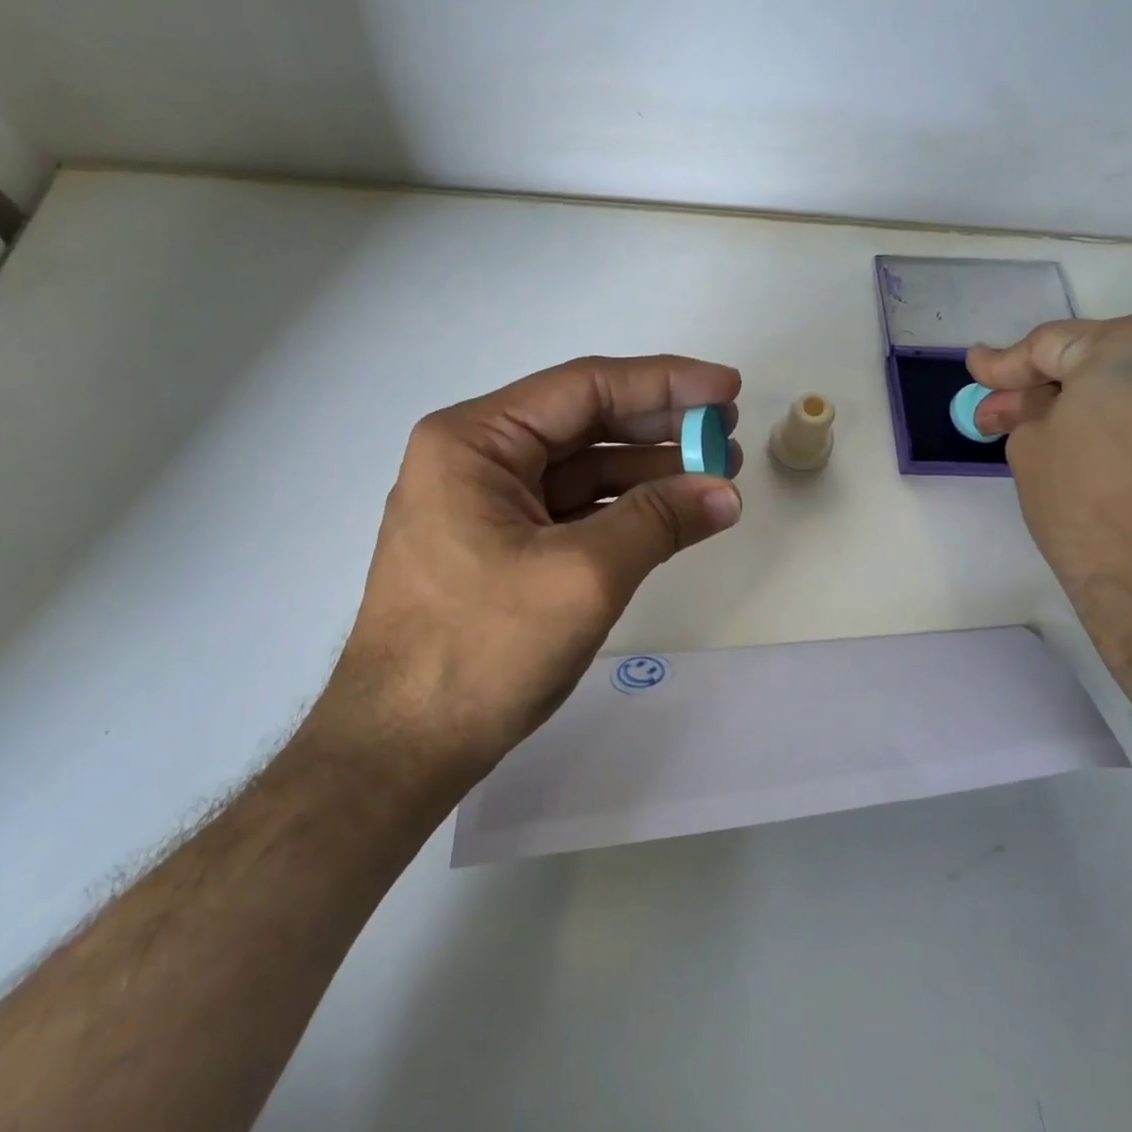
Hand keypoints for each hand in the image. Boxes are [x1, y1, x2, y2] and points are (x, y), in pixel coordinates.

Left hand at [319, 356, 744, 778]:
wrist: (401, 748)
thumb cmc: (480, 651)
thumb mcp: (582, 577)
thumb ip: (658, 521)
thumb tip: (725, 491)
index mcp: (474, 441)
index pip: (585, 387)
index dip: (665, 383)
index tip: (729, 388)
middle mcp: (474, 459)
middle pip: (584, 422)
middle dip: (661, 426)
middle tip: (728, 432)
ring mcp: (484, 505)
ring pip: (581, 467)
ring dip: (649, 469)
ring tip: (716, 474)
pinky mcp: (499, 546)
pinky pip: (572, 509)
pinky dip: (624, 509)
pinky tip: (673, 513)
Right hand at [966, 315, 1131, 631]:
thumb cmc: (1089, 511)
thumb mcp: (1031, 450)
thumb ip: (1024, 409)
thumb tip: (1017, 398)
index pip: (1051, 344)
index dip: (1005, 364)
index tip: (977, 371)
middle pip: (1101, 356)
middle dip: (1050, 382)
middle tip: (1005, 410)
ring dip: (1092, 400)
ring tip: (1052, 431)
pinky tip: (1101, 445)